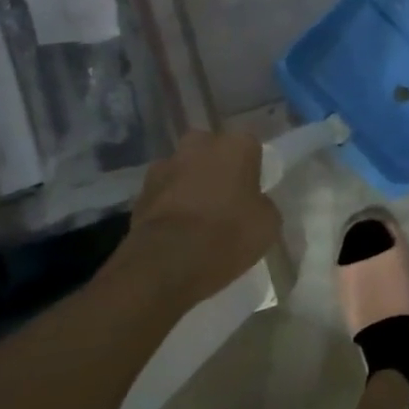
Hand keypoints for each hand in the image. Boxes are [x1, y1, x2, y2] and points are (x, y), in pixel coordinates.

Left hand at [109, 131, 280, 307]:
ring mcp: (164, 166)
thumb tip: (252, 203)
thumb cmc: (228, 234)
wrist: (167, 263)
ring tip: (196, 218)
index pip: (249, 147)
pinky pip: (163, 194)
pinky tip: (176, 232)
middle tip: (224, 198)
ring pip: (183, 170)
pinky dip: (168, 206)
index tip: (251, 191)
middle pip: (211, 151)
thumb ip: (261, 203)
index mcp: (236, 145)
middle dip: (215, 168)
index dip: (251, 169)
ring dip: (188, 185)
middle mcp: (199, 145)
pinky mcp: (139, 192)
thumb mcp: (268, 223)